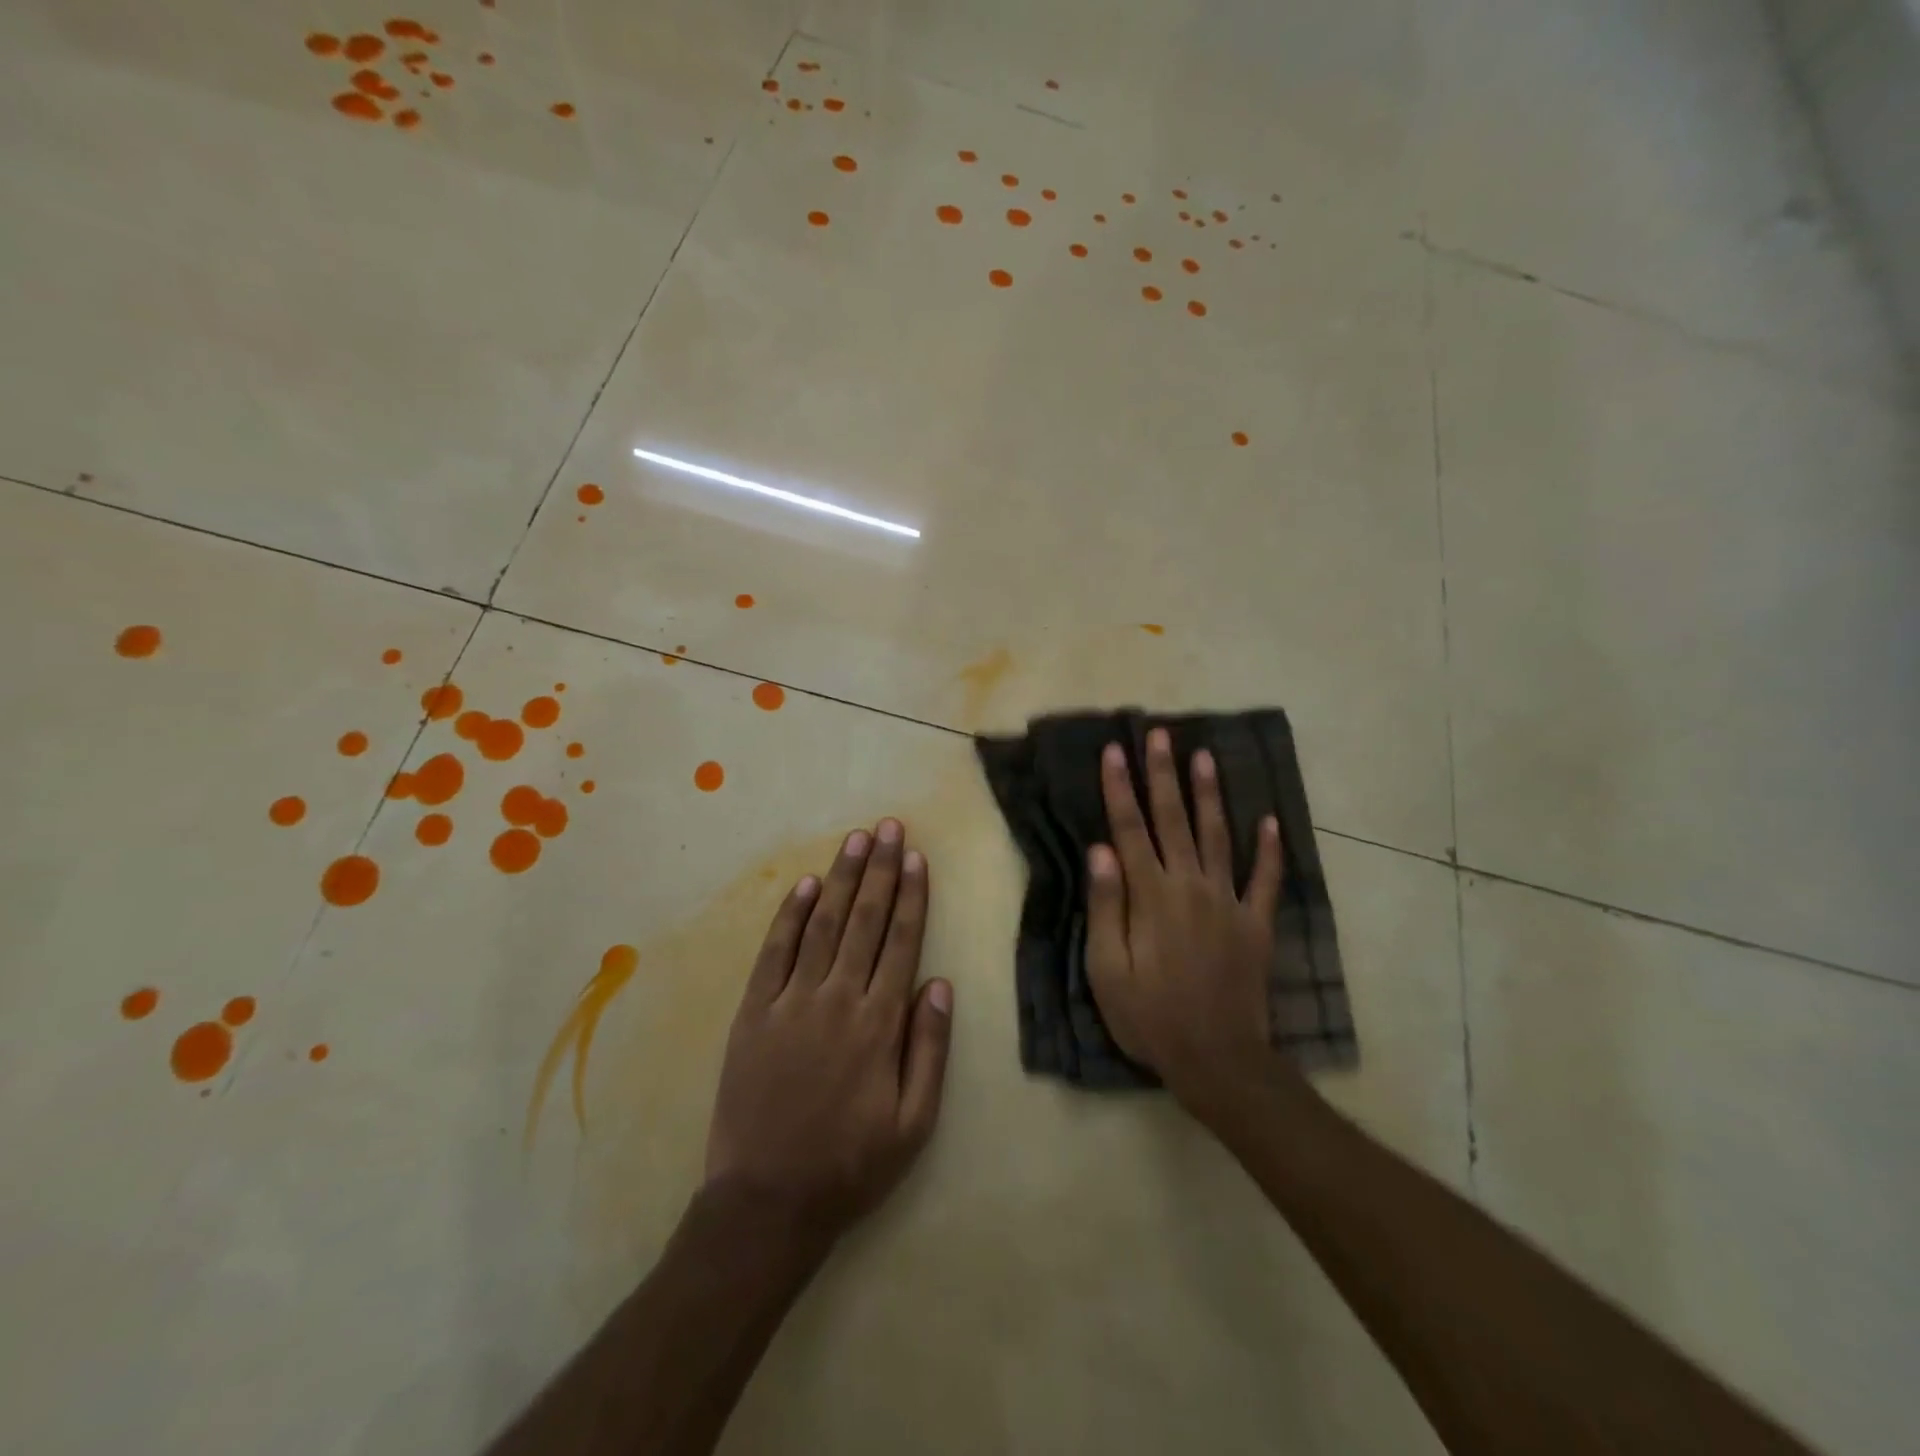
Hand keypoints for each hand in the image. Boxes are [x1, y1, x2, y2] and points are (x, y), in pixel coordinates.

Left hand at [704, 819, 952, 1239]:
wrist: (766, 1202)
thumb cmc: (850, 1165)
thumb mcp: (914, 1124)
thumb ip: (929, 1049)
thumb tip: (939, 984)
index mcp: (878, 1024)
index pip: (900, 942)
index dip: (910, 896)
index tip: (916, 857)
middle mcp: (836, 999)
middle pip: (864, 920)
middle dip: (880, 870)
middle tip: (889, 828)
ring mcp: (790, 1002)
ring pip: (822, 925)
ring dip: (841, 878)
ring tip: (856, 840)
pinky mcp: (753, 1013)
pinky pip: (774, 952)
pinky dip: (790, 916)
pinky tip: (805, 886)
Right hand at [1085, 730, 1285, 1112]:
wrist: (1218, 1060)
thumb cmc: (1150, 1017)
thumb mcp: (1108, 970)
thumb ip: (1107, 907)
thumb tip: (1101, 850)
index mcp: (1151, 896)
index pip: (1130, 829)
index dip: (1120, 788)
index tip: (1114, 751)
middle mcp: (1190, 886)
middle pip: (1174, 820)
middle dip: (1164, 775)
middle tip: (1160, 735)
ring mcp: (1228, 902)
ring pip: (1217, 836)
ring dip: (1209, 795)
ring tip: (1206, 757)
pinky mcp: (1255, 924)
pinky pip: (1264, 880)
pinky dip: (1268, 849)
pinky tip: (1270, 821)